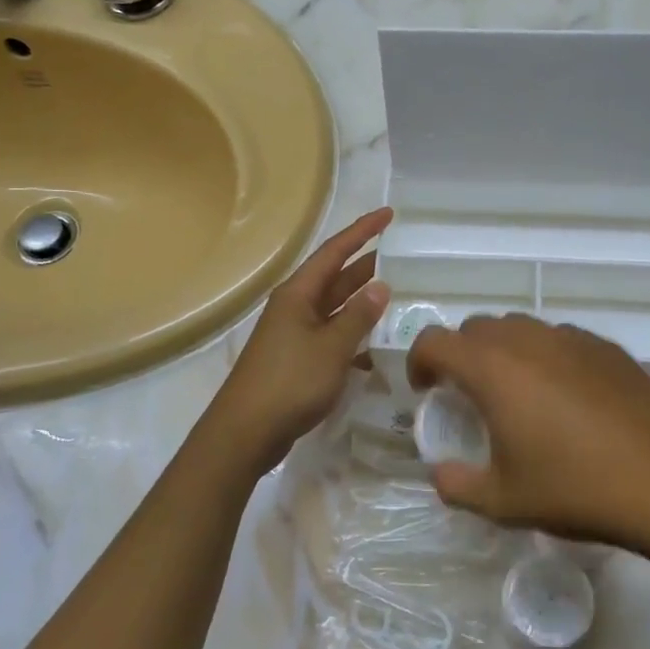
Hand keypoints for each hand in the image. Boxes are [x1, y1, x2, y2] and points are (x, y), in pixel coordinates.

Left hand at [204, 208, 391, 465]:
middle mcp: (295, 307)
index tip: (389, 215)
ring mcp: (295, 334)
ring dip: (363, 303)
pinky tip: (377, 346)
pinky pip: (332, 336)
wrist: (245, 433)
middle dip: (367, 266)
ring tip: (399, 296)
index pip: (335, 251)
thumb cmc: (289, 382)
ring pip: (336, 308)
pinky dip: (354, 336)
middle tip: (403, 258)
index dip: (363, 231)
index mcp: (298, 294)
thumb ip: (358, 316)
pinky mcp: (298, 360)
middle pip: (336, 278)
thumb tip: (380, 286)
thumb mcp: (332, 347)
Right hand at [407, 314, 649, 548]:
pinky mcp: (606, 347)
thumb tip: (441, 472)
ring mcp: (571, 338)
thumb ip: (457, 485)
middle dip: (461, 355)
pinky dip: (544, 357)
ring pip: (519, 328)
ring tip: (517, 395)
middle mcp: (527, 339)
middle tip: (468, 396)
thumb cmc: (575, 488)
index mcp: (492, 368)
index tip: (425, 391)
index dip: (419, 361)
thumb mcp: (503, 501)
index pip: (435, 340)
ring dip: (503, 352)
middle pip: (476, 327)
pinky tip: (565, 398)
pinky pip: (559, 339)